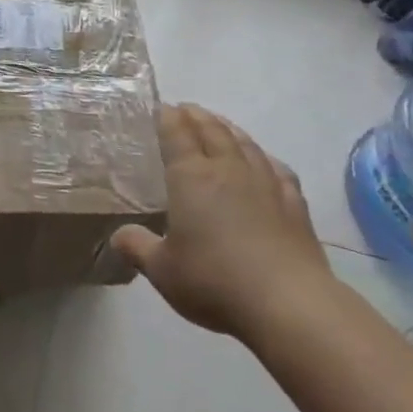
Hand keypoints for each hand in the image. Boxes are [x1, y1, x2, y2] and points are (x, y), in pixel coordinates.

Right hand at [112, 103, 336, 344]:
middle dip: (196, 116)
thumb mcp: (162, 270)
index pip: (176, 133)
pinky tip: (265, 161)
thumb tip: (117, 236)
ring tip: (219, 124)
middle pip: (211, 130)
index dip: (166, 117)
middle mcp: (227, 169)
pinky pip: (277, 168)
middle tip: (185, 109)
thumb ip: (137, 247)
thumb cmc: (214, 281)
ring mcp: (265, 183)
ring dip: (229, 128)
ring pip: (245, 143)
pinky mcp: (294, 204)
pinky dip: (265, 158)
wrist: (288, 303)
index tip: (159, 108)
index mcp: (191, 177)